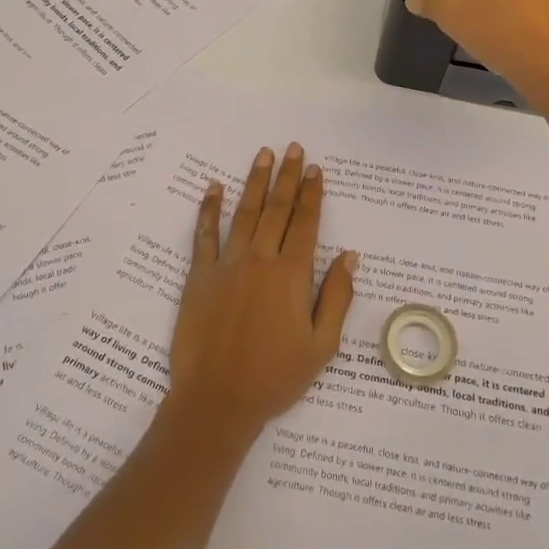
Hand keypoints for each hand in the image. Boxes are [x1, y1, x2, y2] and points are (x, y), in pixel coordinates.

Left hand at [164, 142, 356, 446]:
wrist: (218, 400)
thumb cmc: (275, 377)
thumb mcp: (321, 346)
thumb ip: (336, 297)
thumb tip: (349, 256)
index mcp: (291, 276)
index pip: (306, 224)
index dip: (313, 195)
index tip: (317, 169)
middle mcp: (260, 260)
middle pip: (277, 210)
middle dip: (287, 177)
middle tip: (293, 148)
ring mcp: (226, 265)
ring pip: (244, 214)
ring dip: (254, 182)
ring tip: (263, 155)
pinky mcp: (199, 276)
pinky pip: (204, 235)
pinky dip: (209, 210)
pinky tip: (213, 188)